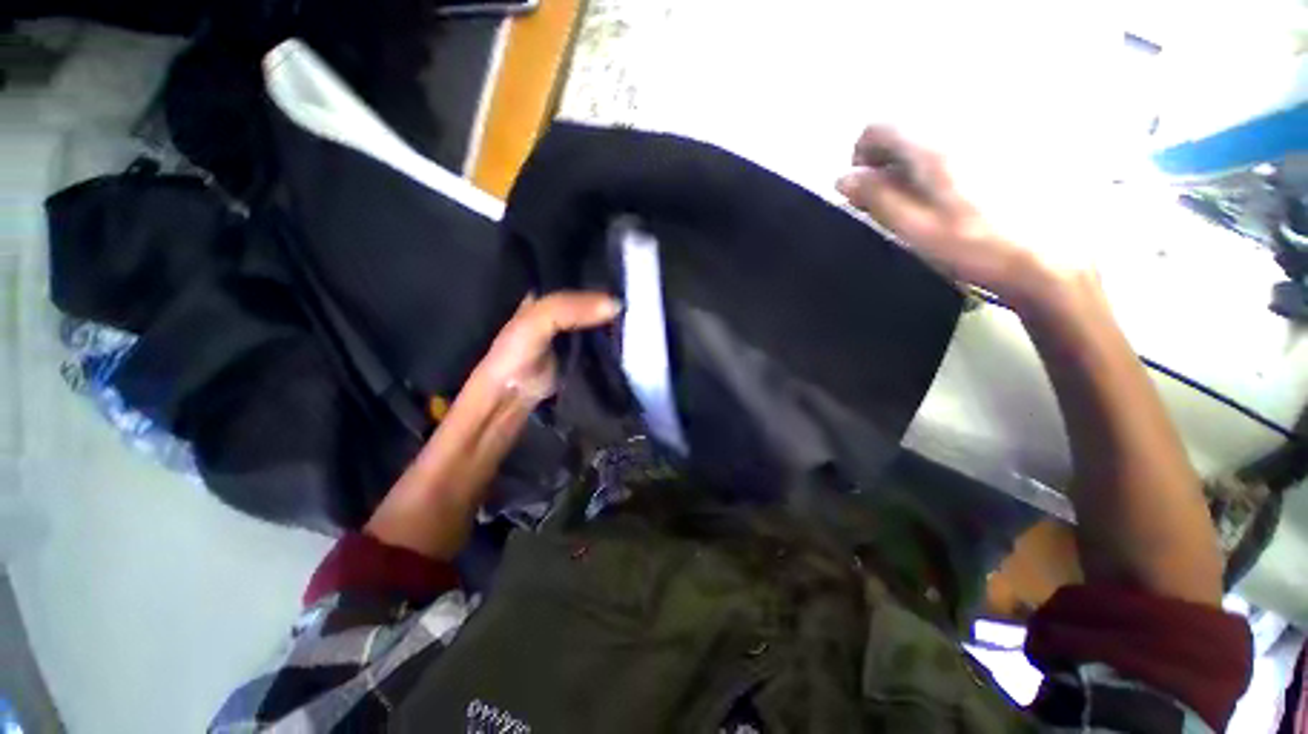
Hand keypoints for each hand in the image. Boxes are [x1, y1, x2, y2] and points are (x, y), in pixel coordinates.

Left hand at [364, 291, 618, 560]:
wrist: (505, 406)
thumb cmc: (512, 360)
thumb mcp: (534, 325)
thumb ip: (568, 309)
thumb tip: (617, 305)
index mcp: (544, 299)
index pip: (578, 281)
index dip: (601, 278)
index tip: (629, 283)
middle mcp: (561, 316)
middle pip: (593, 304)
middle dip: (615, 302)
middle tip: (644, 300)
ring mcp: (572, 339)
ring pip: (599, 325)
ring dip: (618, 324)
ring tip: (643, 318)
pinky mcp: (581, 359)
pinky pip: (601, 346)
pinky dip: (616, 343)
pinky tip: (633, 340)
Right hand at [836, 126, 1065, 307]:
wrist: (1055, 258)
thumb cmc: (980, 249)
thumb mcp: (917, 230)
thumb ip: (878, 199)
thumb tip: (844, 179)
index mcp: (937, 147)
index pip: (880, 126)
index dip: (861, 155)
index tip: (864, 187)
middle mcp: (964, 125)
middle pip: (907, 126)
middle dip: (888, 159)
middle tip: (890, 198)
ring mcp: (991, 130)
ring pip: (933, 133)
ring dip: (914, 160)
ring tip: (922, 199)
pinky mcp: (1011, 142)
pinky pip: (961, 139)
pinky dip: (942, 160)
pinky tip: (954, 191)